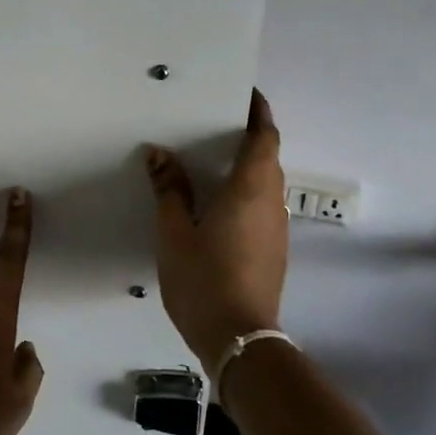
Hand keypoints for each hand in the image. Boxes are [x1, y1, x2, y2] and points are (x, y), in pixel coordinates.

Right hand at [145, 89, 287, 377]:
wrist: (238, 339)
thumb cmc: (203, 279)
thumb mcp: (174, 232)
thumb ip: (169, 190)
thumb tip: (159, 154)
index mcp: (249, 190)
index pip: (264, 138)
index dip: (259, 113)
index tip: (246, 95)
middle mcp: (271, 203)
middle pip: (268, 158)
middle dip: (249, 137)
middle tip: (215, 126)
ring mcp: (276, 229)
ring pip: (266, 184)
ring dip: (248, 167)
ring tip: (212, 162)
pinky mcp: (274, 250)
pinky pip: (262, 206)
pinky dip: (246, 193)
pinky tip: (218, 205)